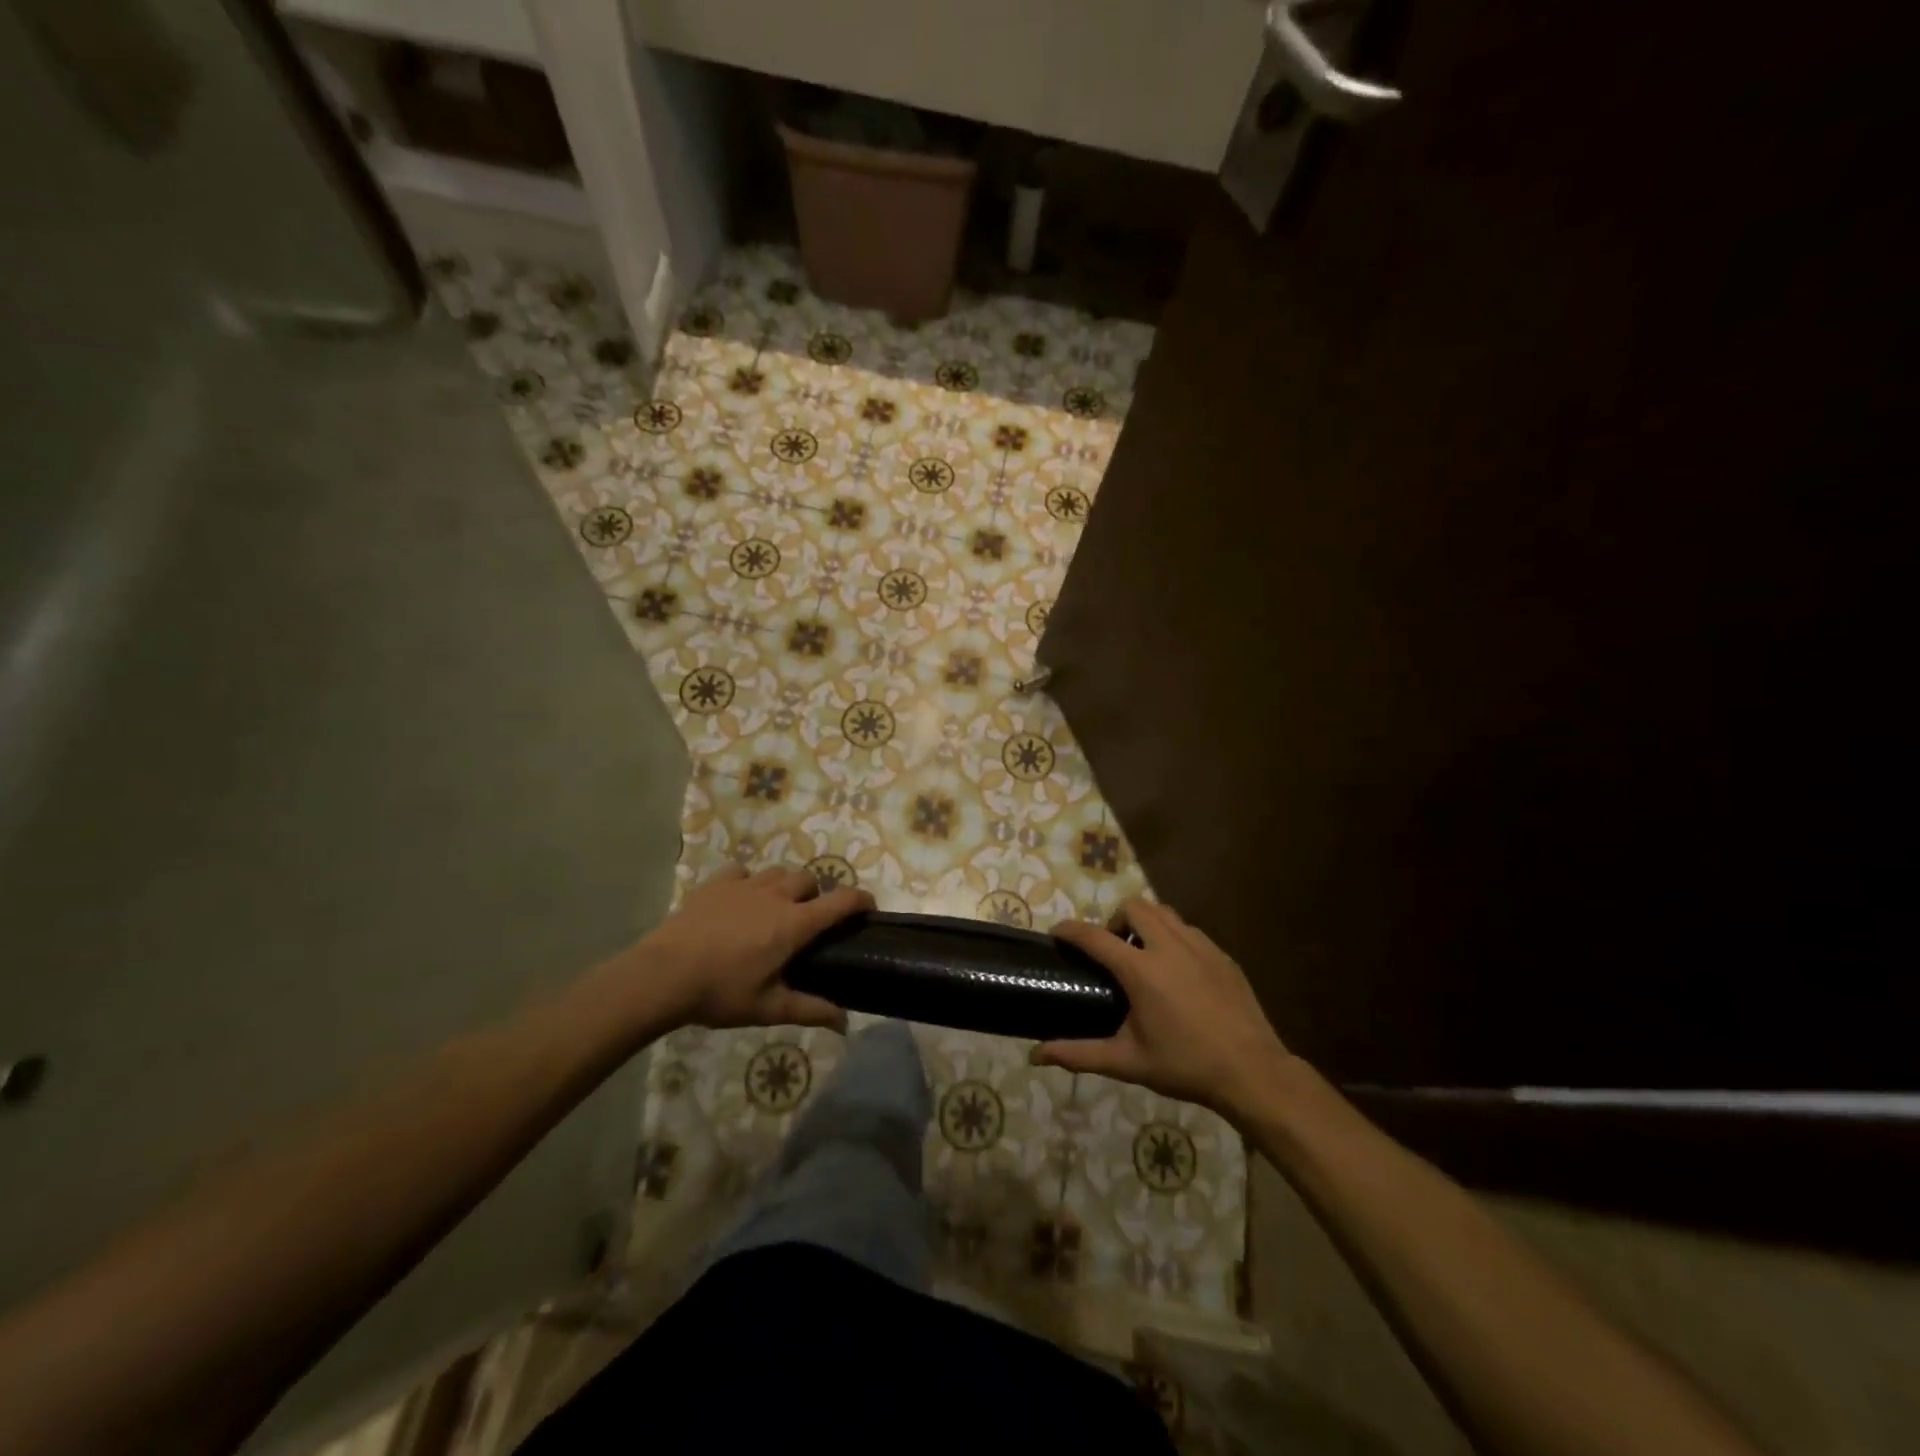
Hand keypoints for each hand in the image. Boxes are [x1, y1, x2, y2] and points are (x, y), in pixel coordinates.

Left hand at [631, 865, 872, 1032]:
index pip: (840, 901)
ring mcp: (745, 885)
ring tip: (775, 909)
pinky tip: (741, 901)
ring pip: (778, 872)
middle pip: (810, 880)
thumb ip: (810, 1010)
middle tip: (808, 921)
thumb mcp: (768, 1007)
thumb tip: (845, 1023)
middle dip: (816, 895)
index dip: (861, 900)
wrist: (663, 974)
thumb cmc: (720, 992)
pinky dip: (749, 882)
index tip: (869, 907)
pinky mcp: (717, 883)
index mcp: (794, 924)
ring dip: (785, 887)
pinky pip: (743, 872)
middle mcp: (776, 896)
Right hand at [1033, 899, 1295, 1118]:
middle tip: (1111, 951)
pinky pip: (1189, 931)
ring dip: (1145, 923)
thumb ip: (1079, 1054)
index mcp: (1141, 970)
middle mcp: (1169, 946)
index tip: (1057, 934)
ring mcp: (1200, 946)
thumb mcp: (1128, 1062)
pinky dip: (1173, 937)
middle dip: (1115, 920)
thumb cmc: (1185, 1066)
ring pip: (1164, 913)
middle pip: (1134, 907)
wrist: (1252, 1072)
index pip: (1095, 936)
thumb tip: (1036, 1055)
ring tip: (1142, 955)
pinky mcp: (1222, 955)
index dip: (1070, 930)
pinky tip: (1176, 971)